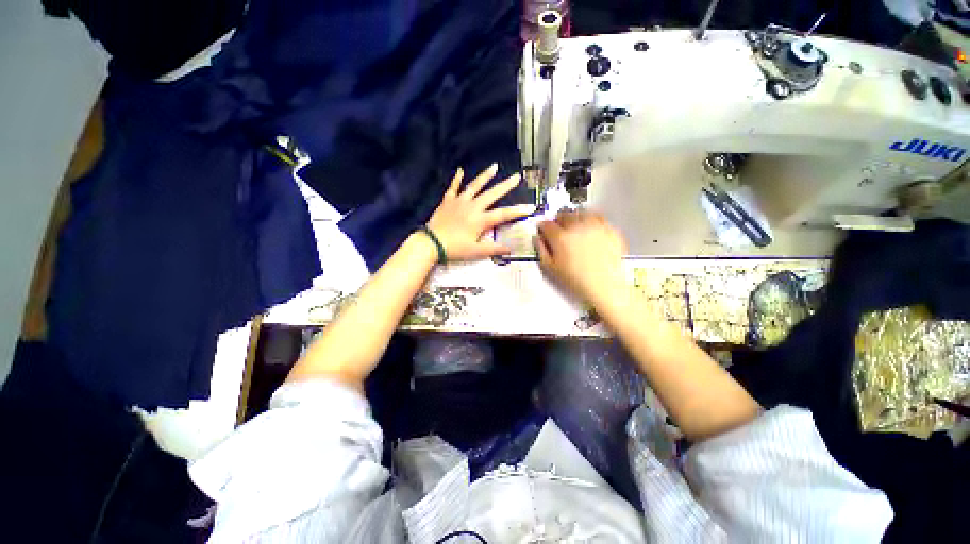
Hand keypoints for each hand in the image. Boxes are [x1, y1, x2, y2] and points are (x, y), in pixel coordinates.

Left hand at [426, 164, 534, 260]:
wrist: (430, 242)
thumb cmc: (454, 248)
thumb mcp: (476, 252)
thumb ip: (494, 249)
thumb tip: (511, 249)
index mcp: (481, 219)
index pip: (504, 214)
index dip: (518, 211)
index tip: (531, 206)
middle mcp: (473, 206)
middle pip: (492, 194)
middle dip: (506, 185)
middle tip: (517, 176)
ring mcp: (459, 201)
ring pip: (474, 186)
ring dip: (485, 176)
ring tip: (494, 166)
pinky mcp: (448, 201)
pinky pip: (453, 188)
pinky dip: (457, 179)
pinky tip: (460, 170)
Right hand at [535, 209, 627, 302]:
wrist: (604, 285)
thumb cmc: (577, 280)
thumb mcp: (551, 267)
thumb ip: (541, 249)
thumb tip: (537, 239)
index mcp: (560, 237)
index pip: (546, 224)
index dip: (542, 227)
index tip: (543, 230)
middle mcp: (577, 227)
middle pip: (563, 214)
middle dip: (558, 220)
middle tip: (558, 229)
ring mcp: (594, 226)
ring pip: (580, 212)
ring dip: (574, 217)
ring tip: (574, 226)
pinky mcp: (608, 229)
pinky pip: (598, 217)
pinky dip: (591, 219)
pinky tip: (589, 227)